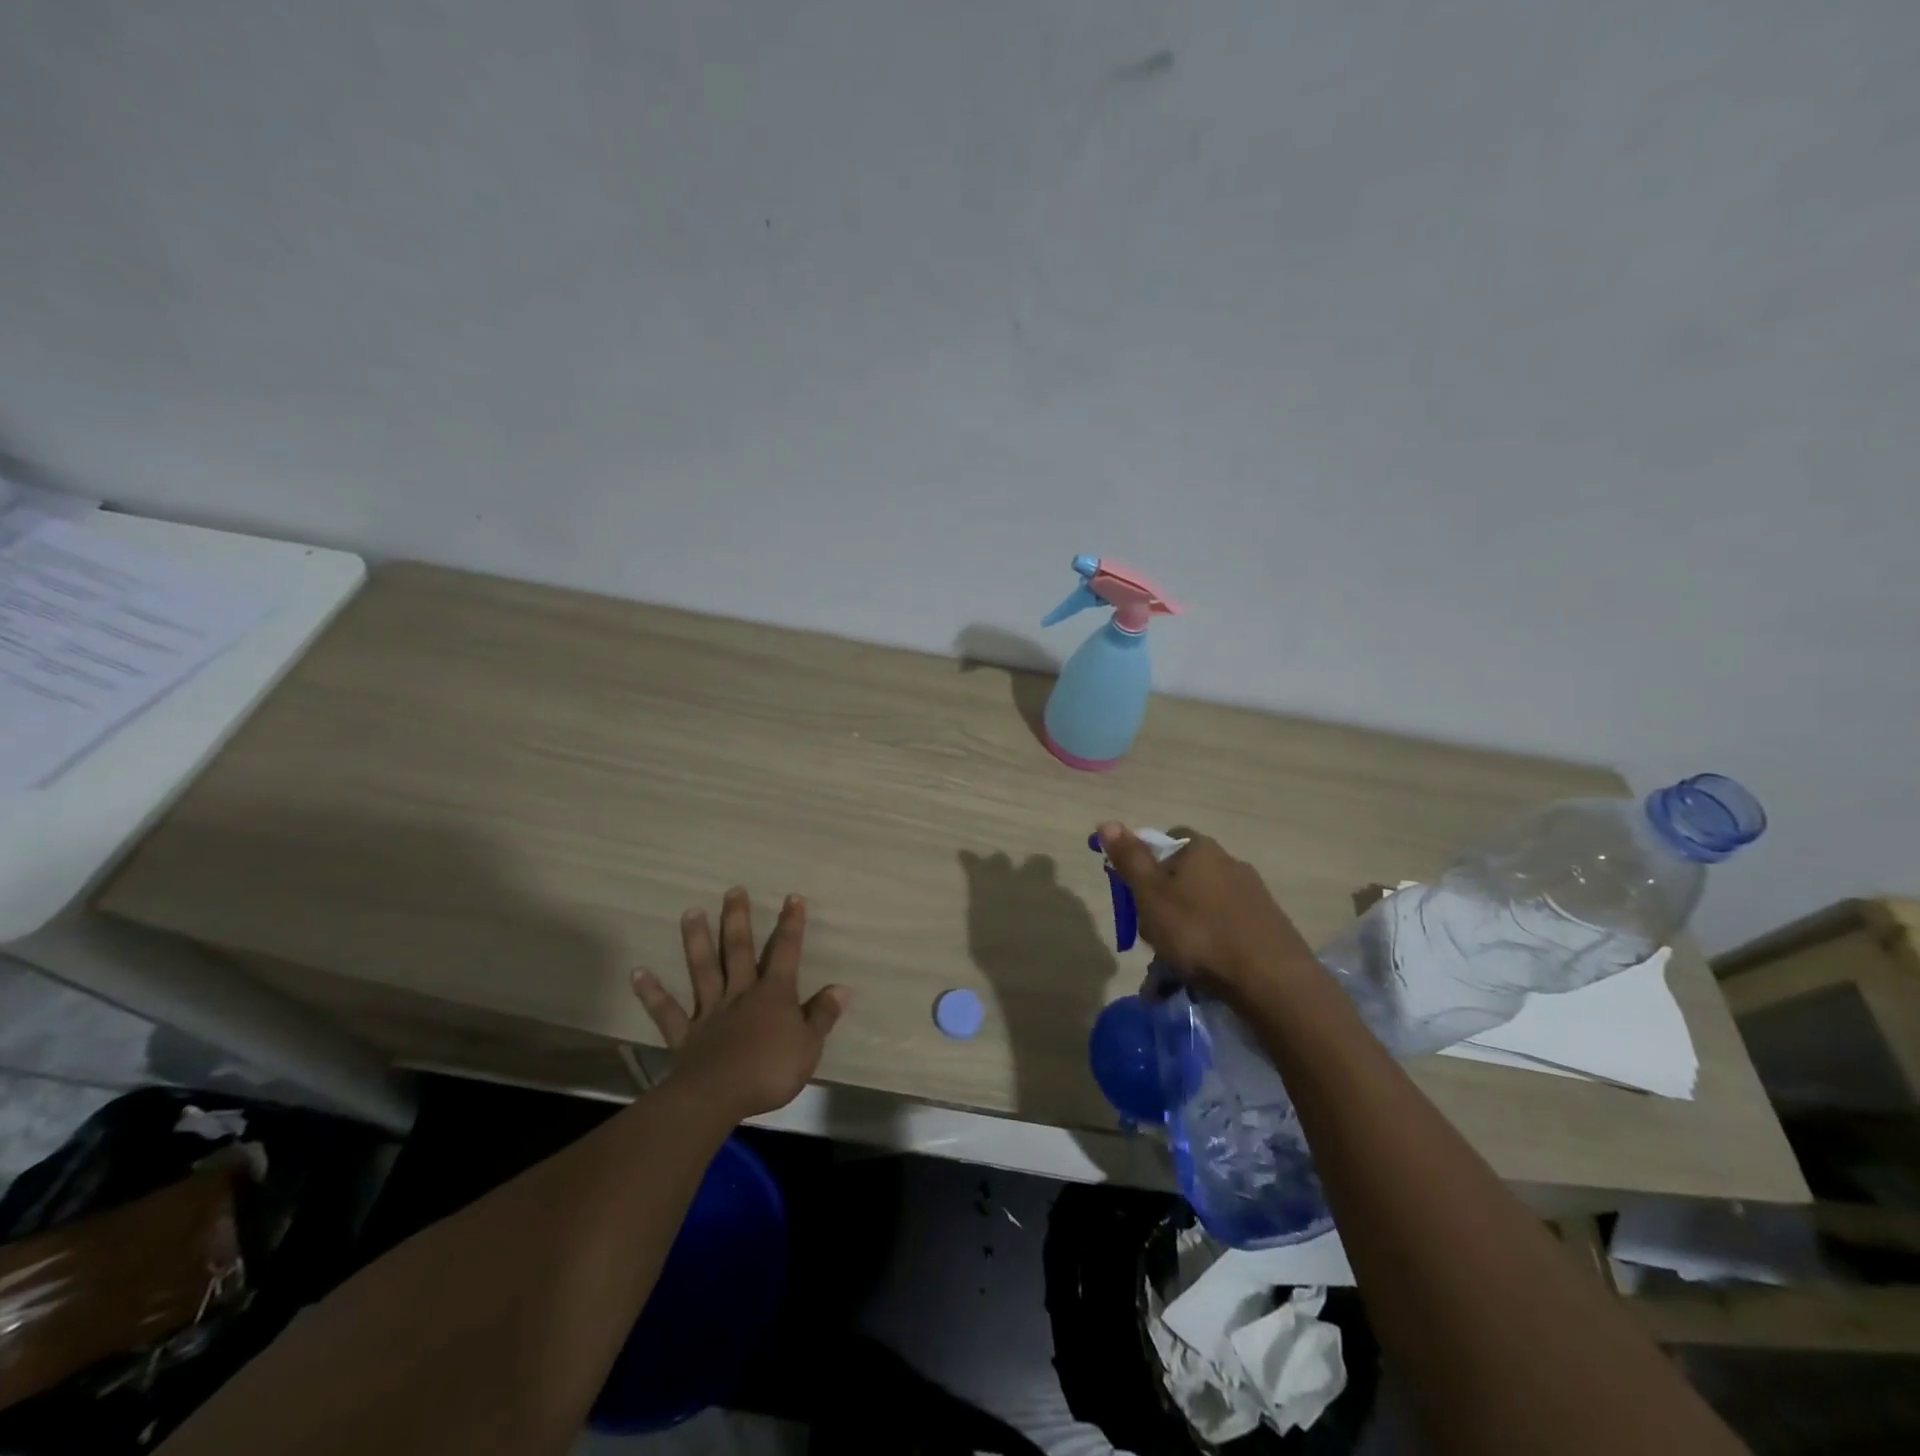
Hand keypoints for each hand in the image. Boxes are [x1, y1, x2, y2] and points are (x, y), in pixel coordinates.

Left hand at [632, 888, 850, 1121]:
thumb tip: (842, 988)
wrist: (718, 1096)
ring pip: (703, 969)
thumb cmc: (770, 1071)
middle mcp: (740, 993)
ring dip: (696, 940)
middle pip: (738, 950)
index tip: (792, 898)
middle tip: (733, 890)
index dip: (791, 925)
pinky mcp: (685, 1034)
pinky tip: (638, 972)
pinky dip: (652, 992)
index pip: (786, 952)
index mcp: (773, 994)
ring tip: (690, 911)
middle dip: (738, 919)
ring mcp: (710, 1011)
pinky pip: (666, 1011)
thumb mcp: (809, 1045)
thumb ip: (823, 1015)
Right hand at [1098, 822, 1320, 1007]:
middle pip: (1184, 878)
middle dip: (1163, 907)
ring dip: (1183, 934)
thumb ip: (1130, 859)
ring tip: (1169, 973)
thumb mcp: (1150, 895)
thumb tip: (1106, 821)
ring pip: (1203, 909)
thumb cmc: (1199, 932)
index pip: (1166, 841)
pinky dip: (1208, 950)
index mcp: (1200, 850)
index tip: (1135, 895)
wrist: (1272, 981)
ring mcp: (1253, 896)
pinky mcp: (1268, 927)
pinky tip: (1200, 979)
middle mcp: (1230, 863)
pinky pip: (1225, 932)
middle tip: (1150, 939)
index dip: (1145, 865)